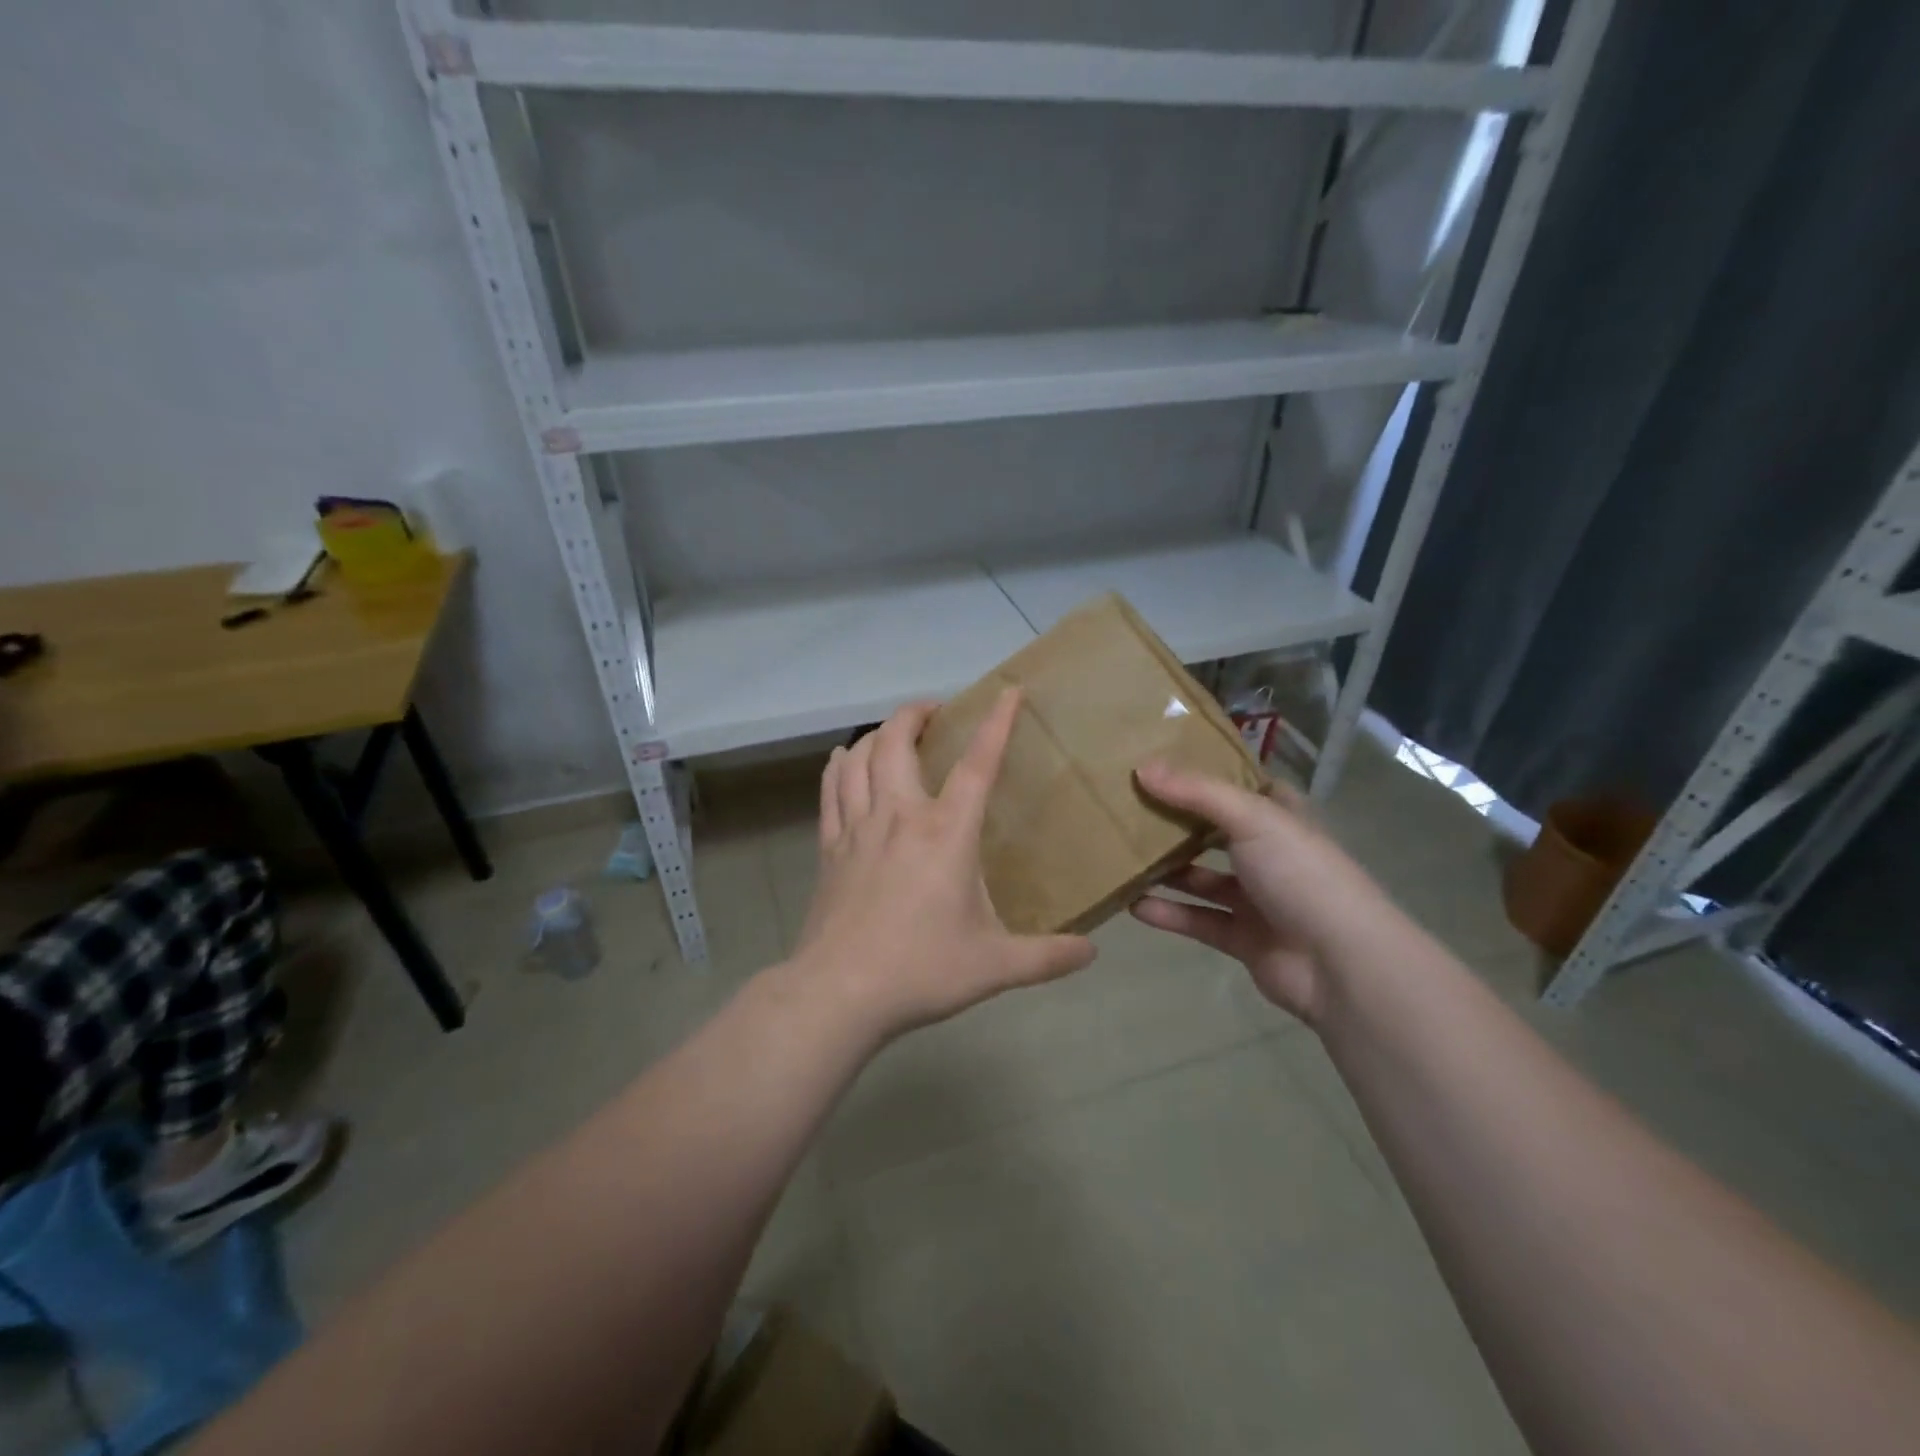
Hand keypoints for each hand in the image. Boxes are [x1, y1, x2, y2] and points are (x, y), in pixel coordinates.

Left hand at [792, 690, 1097, 1044]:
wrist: (839, 993)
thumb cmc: (921, 970)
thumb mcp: (996, 966)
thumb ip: (1048, 957)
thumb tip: (1092, 953)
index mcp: (945, 833)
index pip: (977, 764)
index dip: (995, 723)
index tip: (1007, 692)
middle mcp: (899, 816)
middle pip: (897, 742)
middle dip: (915, 713)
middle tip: (934, 710)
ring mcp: (857, 828)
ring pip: (859, 757)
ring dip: (877, 734)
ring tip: (893, 732)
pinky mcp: (829, 847)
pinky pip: (830, 789)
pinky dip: (839, 765)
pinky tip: (844, 760)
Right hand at [1128, 761, 1391, 1025]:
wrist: (1340, 963)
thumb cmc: (1301, 874)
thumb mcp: (1252, 818)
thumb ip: (1196, 792)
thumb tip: (1141, 767)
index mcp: (1281, 818)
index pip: (1243, 786)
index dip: (1208, 773)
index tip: (1162, 763)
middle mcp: (1269, 854)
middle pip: (1214, 832)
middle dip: (1175, 823)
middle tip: (1126, 808)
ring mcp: (1257, 898)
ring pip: (1202, 878)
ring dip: (1166, 870)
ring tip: (1120, 856)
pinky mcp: (1243, 937)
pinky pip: (1197, 919)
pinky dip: (1168, 913)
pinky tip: (1132, 904)